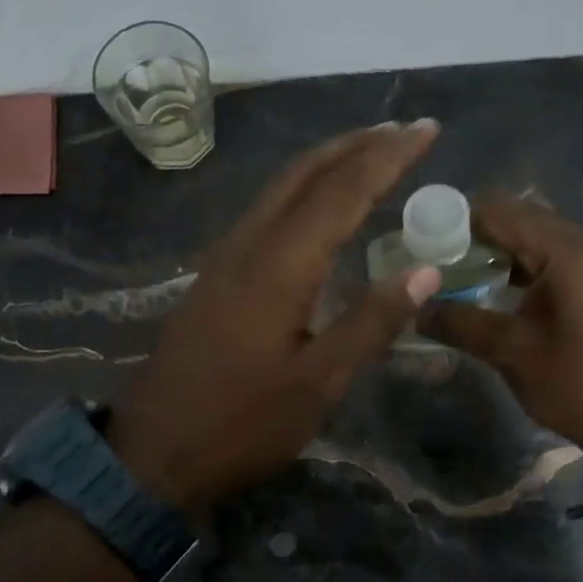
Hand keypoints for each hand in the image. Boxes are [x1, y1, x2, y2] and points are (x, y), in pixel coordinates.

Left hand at [108, 122, 444, 513]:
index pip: (343, 192)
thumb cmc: (242, 424)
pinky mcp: (215, 276)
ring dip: (328, 162)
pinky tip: (320, 208)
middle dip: (357, 144)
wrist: (154, 451)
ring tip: (371, 154)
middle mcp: (249, 245)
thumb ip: (371, 322)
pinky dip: (303, 191)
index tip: (428, 130)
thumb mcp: (318, 383)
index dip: (388, 157)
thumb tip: (426, 271)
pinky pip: (266, 211)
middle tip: (405, 132)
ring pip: (281, 188)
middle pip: (305, 173)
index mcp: (280, 266)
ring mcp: (225, 258)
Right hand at [417, 193, 582, 471]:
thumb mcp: (512, 353)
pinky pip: (552, 258)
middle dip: (473, 237)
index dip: (455, 223)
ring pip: (535, 238)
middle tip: (432, 262)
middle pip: (518, 220)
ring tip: (454, 275)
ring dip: (496, 252)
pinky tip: (492, 289)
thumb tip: (414, 310)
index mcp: (567, 252)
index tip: (420, 242)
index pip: (499, 213)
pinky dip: (520, 266)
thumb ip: (460, 323)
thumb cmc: (577, 385)